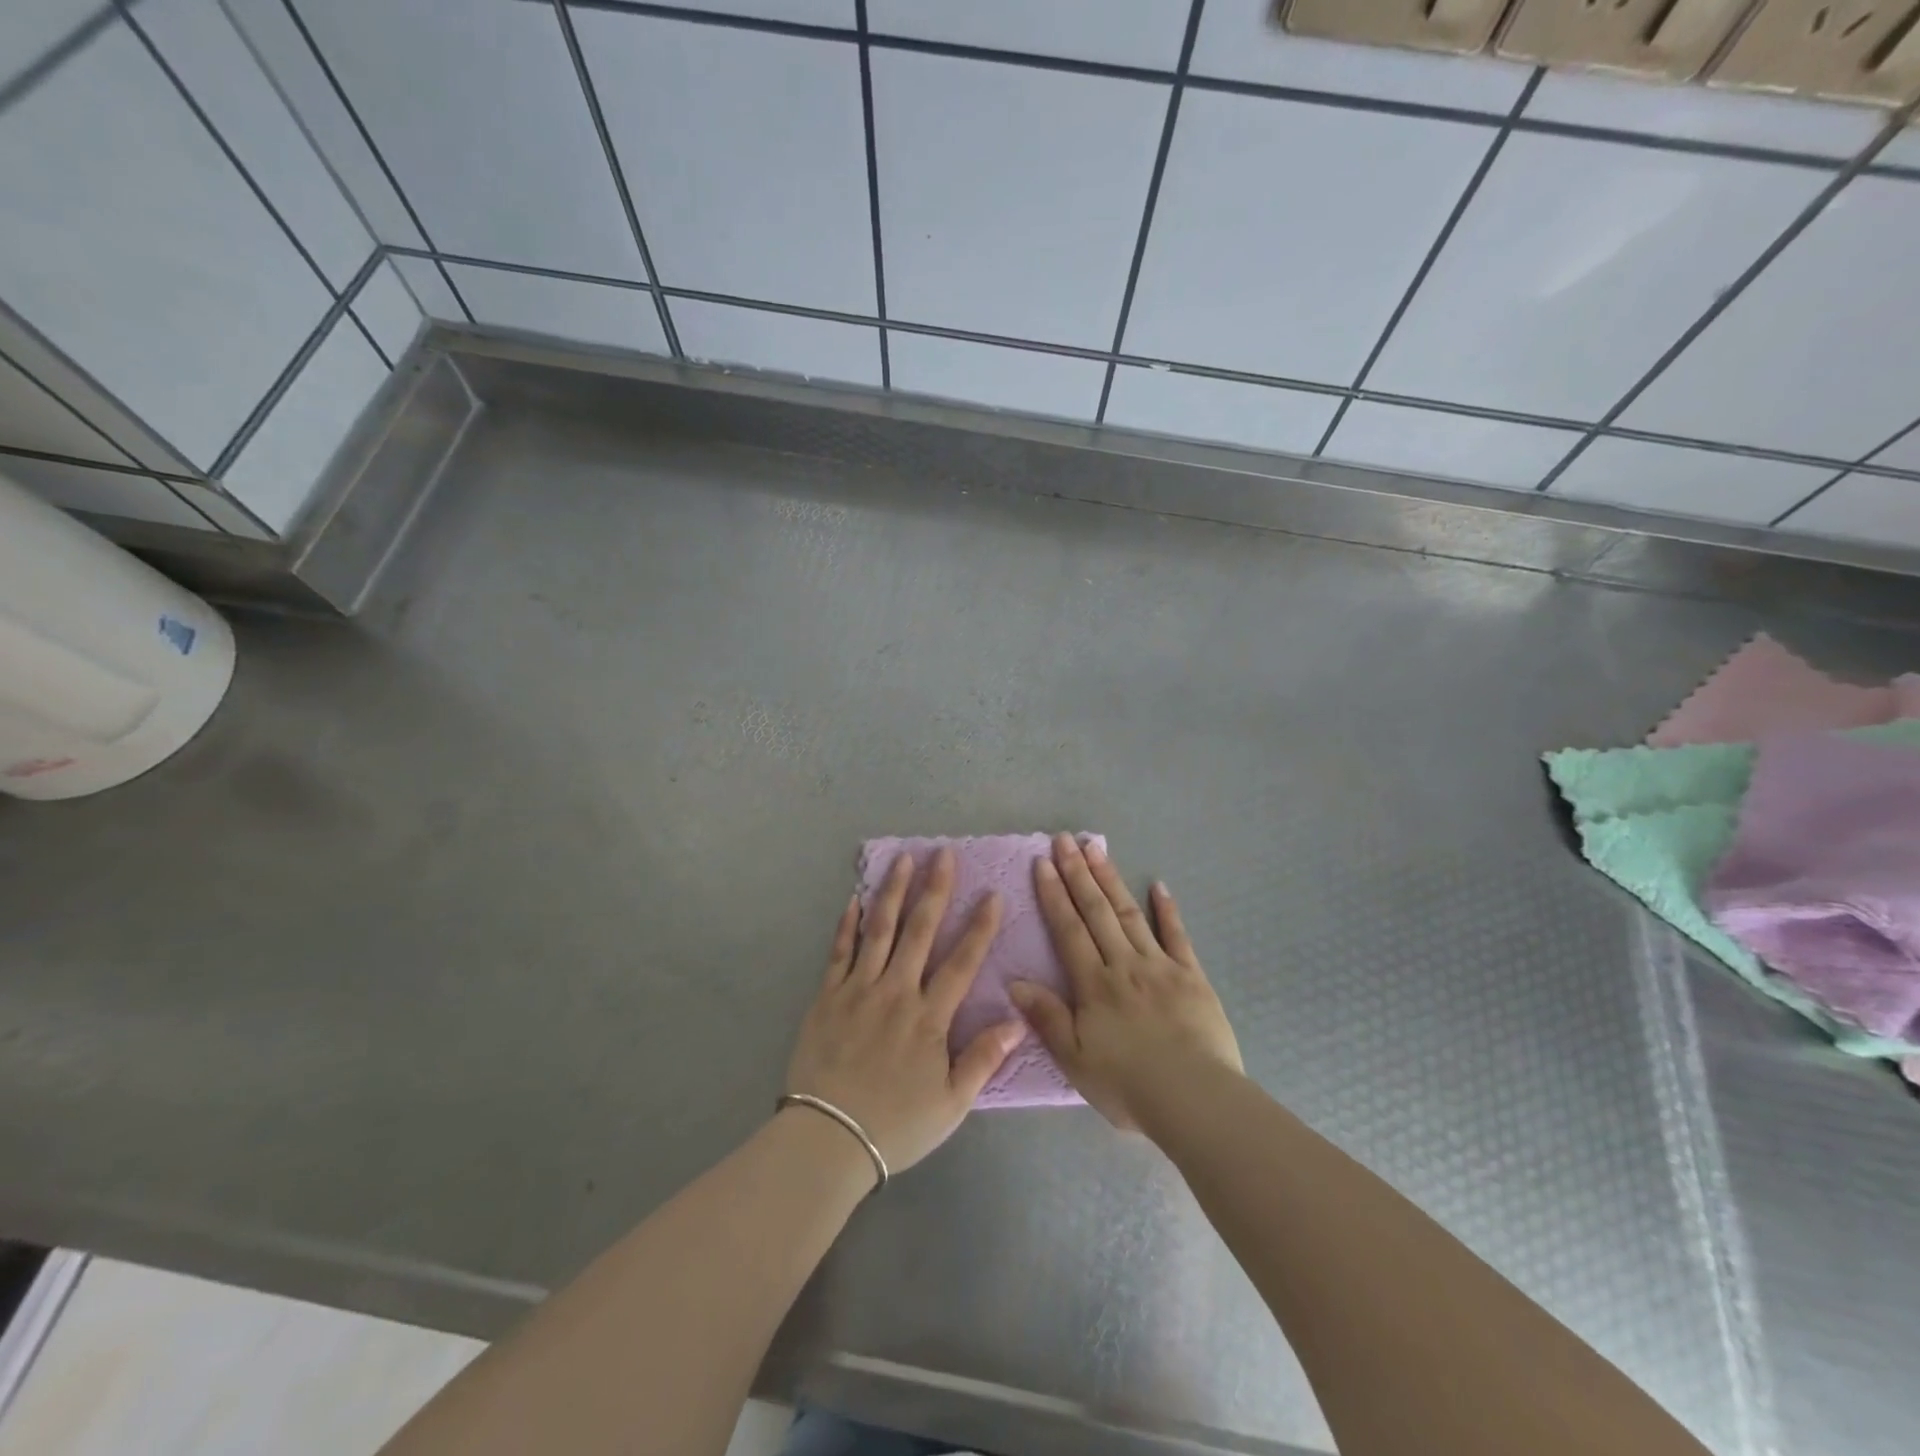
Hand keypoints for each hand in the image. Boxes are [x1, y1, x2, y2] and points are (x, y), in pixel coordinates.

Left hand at [786, 848, 1026, 1174]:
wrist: (827, 1139)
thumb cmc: (896, 1125)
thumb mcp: (951, 1103)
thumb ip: (983, 1059)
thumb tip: (1016, 1020)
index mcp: (929, 1017)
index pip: (962, 962)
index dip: (979, 927)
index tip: (992, 894)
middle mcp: (896, 992)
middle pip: (919, 931)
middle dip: (935, 889)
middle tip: (944, 854)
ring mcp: (858, 989)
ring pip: (879, 930)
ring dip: (893, 892)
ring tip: (903, 859)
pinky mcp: (827, 996)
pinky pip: (839, 951)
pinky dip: (848, 923)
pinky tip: (854, 899)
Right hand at [1011, 833, 1242, 1131]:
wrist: (1194, 1099)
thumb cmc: (1128, 1084)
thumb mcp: (1075, 1059)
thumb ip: (1046, 1017)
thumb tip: (1014, 981)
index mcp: (1094, 984)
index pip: (1068, 929)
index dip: (1054, 895)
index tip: (1043, 863)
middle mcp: (1124, 964)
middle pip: (1096, 911)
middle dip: (1078, 874)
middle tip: (1065, 839)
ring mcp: (1160, 966)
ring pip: (1129, 914)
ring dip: (1111, 880)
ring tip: (1096, 849)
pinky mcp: (1192, 976)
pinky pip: (1177, 936)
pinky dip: (1167, 910)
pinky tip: (1159, 886)